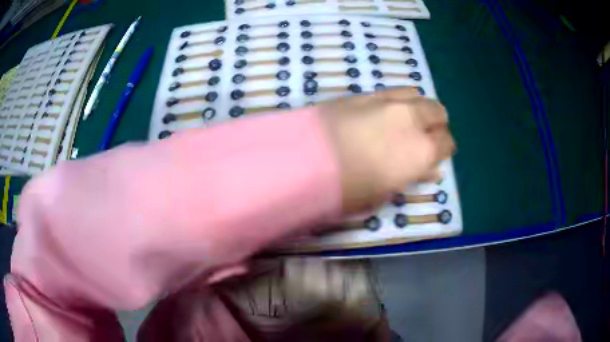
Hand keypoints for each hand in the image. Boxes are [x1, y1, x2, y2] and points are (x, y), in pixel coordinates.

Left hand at [320, 87, 454, 213]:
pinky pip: (392, 91)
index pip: (447, 142)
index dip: (444, 149)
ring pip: (416, 95)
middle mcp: (410, 119)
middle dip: (436, 124)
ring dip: (418, 107)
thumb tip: (430, 169)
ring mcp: (387, 101)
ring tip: (406, 121)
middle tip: (424, 137)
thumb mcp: (385, 193)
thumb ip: (413, 176)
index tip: (436, 157)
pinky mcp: (363, 94)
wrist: (303, 161)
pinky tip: (384, 112)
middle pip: (437, 111)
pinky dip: (397, 100)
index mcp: (421, 150)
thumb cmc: (348, 190)